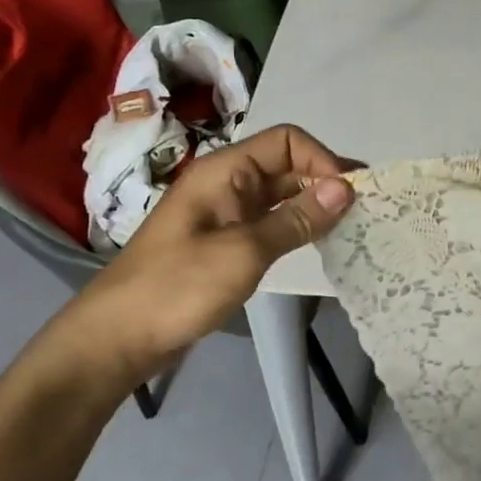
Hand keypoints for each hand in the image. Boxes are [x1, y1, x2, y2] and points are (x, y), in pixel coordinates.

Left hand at [45, 125, 356, 388]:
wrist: (116, 340)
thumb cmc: (177, 287)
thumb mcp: (244, 252)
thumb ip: (297, 219)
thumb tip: (346, 188)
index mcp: (223, 171)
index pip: (286, 141)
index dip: (322, 159)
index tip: (350, 194)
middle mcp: (226, 183)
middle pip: (287, 165)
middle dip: (325, 179)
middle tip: (364, 208)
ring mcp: (225, 213)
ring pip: (281, 194)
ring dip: (315, 203)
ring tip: (350, 224)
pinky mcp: (226, 241)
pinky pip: (271, 220)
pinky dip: (298, 225)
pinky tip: (319, 241)